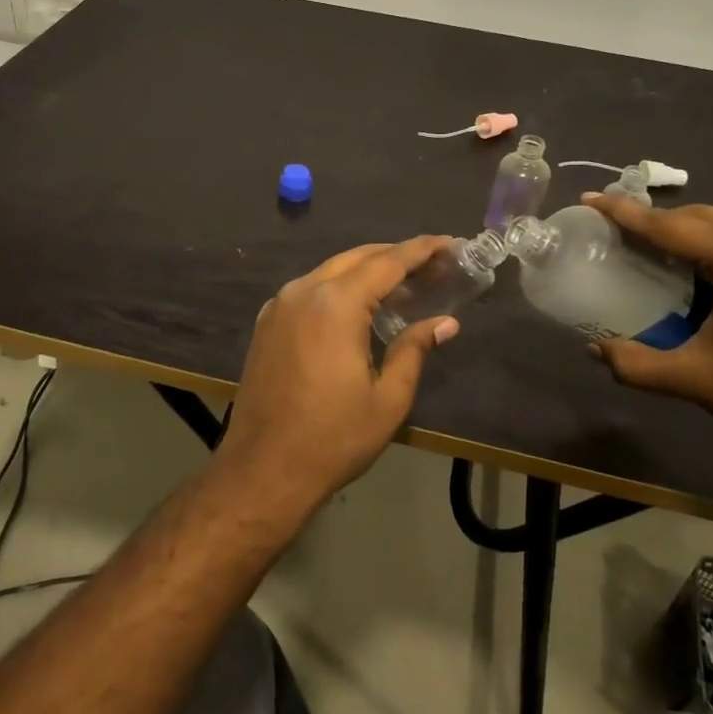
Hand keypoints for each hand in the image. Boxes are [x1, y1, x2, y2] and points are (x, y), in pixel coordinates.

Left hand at [219, 237, 460, 517]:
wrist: (263, 470)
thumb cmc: (333, 438)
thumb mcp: (387, 398)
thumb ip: (415, 350)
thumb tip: (446, 322)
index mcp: (336, 305)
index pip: (387, 262)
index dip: (421, 250)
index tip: (449, 243)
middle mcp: (304, 292)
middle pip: (357, 258)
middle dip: (395, 256)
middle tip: (433, 265)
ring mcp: (279, 306)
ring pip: (331, 271)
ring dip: (367, 271)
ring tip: (403, 285)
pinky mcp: (267, 323)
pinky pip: (310, 290)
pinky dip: (339, 288)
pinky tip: (359, 307)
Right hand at [582, 194, 712, 459]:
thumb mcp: (696, 378)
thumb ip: (636, 363)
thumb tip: (595, 350)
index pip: (670, 225)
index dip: (625, 213)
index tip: (592, 198)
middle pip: (703, 216)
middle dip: (661, 221)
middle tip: (623, 233)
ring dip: (694, 233)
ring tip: (663, 254)